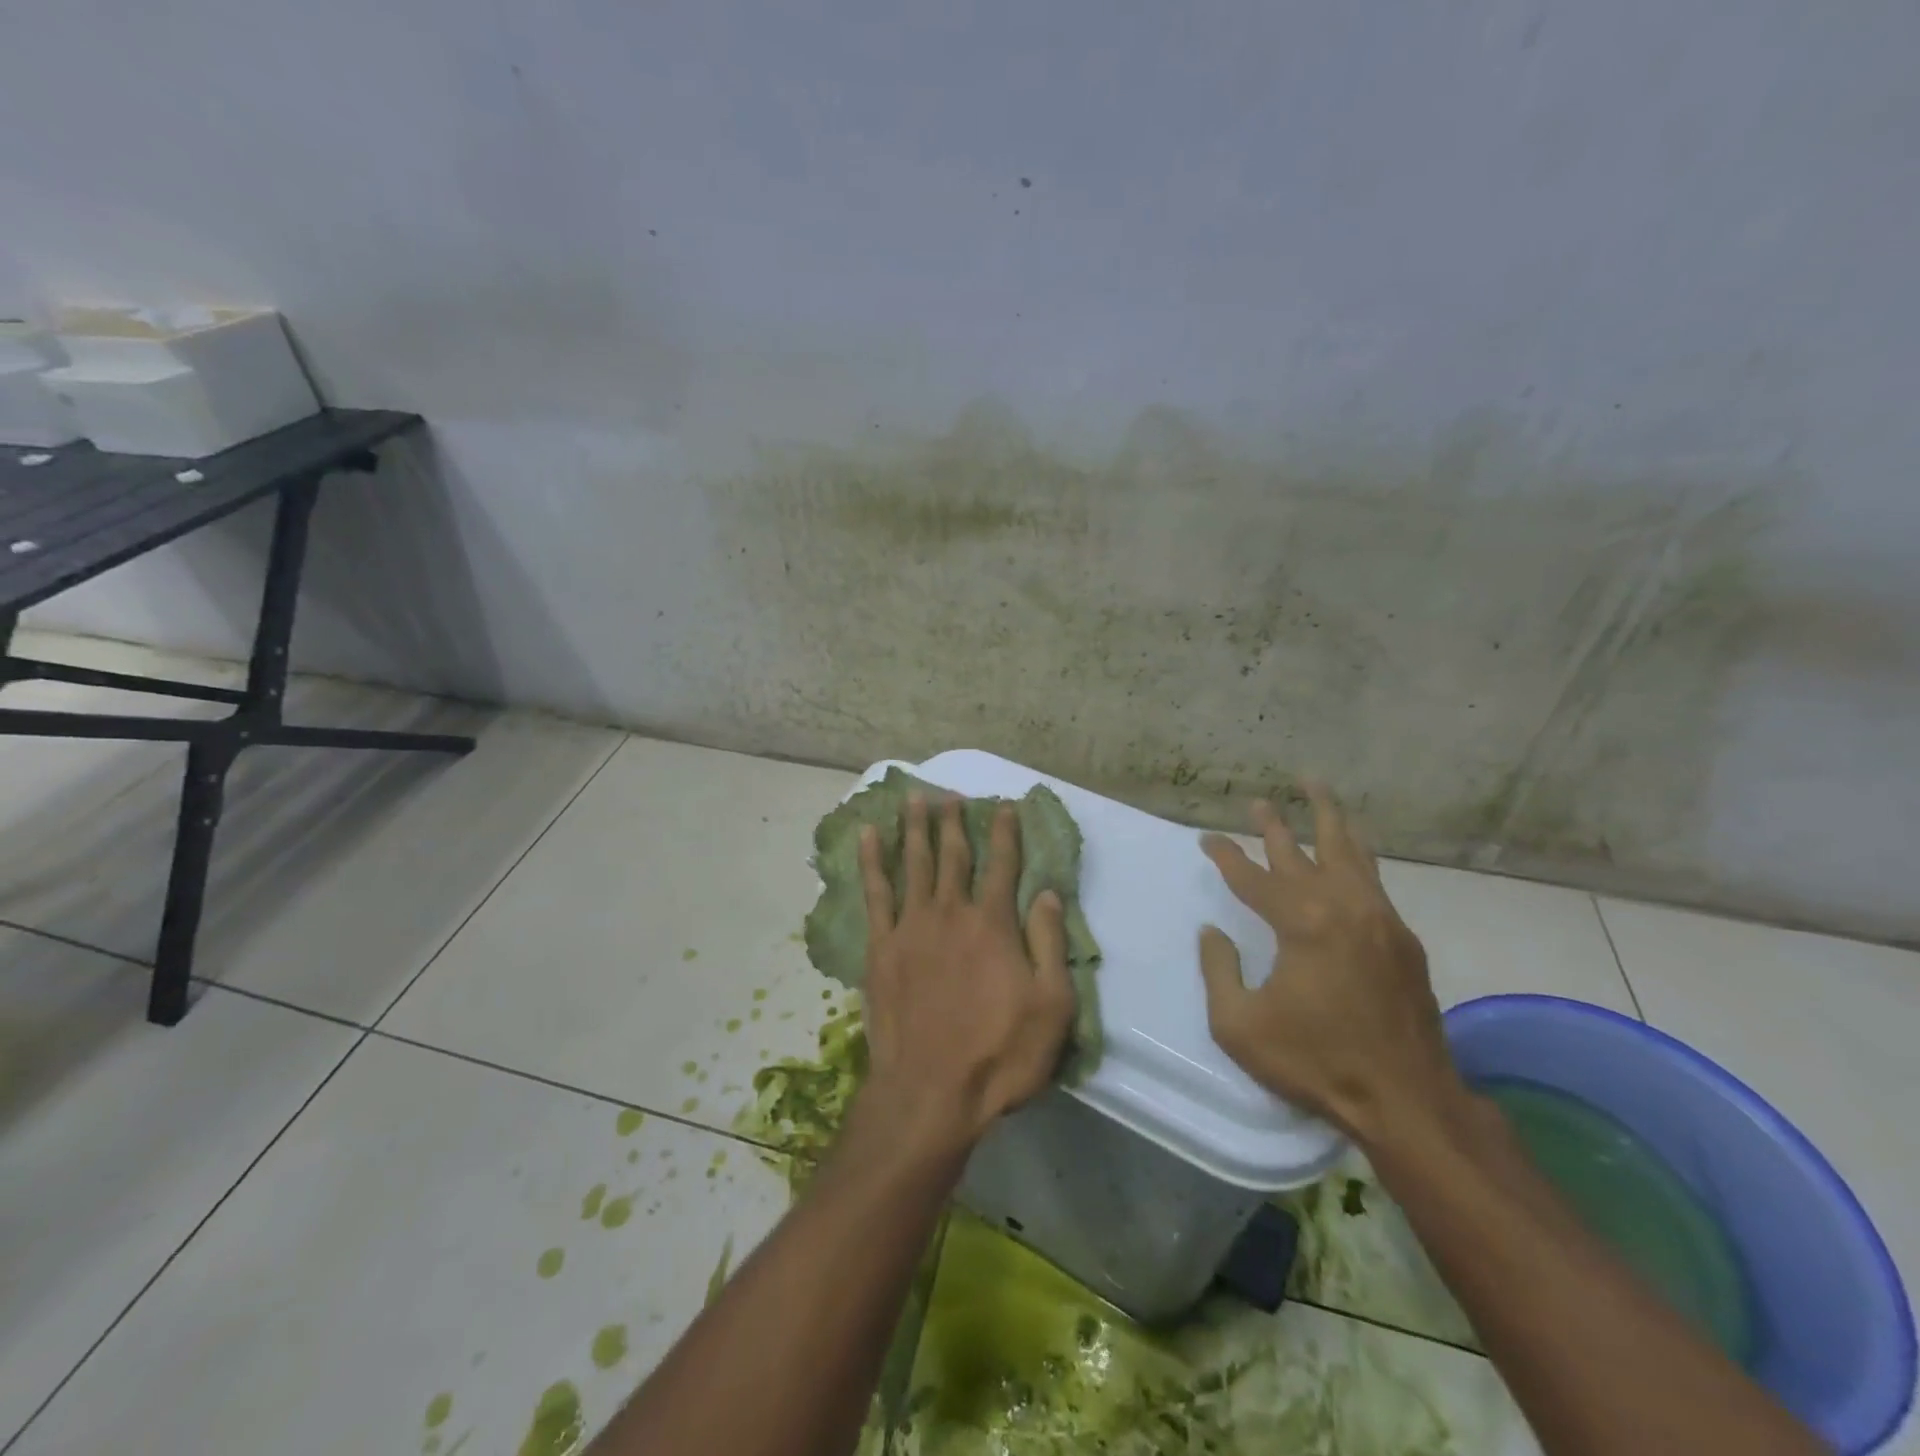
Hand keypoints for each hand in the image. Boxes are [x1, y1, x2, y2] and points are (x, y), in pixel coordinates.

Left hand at [854, 794, 1075, 1159]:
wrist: (930, 1091)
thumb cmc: (1000, 1054)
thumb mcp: (1052, 1006)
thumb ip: (1050, 943)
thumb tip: (1049, 892)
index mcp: (993, 924)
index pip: (1003, 864)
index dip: (1005, 832)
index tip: (1004, 805)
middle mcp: (951, 912)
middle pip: (953, 855)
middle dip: (954, 821)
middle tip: (951, 794)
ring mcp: (911, 927)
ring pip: (913, 863)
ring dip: (914, 828)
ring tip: (914, 799)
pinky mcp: (881, 947)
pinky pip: (874, 893)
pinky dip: (871, 860)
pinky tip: (867, 836)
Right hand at [1197, 785, 1460, 1144]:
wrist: (1406, 1100)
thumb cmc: (1315, 1062)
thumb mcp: (1239, 1025)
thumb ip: (1218, 970)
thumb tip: (1213, 933)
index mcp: (1301, 923)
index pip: (1253, 877)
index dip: (1225, 855)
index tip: (1206, 838)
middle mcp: (1342, 907)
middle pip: (1302, 851)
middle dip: (1274, 824)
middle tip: (1258, 800)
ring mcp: (1379, 919)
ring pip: (1349, 852)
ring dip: (1329, 817)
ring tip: (1316, 786)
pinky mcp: (1402, 939)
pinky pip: (1373, 878)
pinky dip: (1356, 852)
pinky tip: (1351, 847)